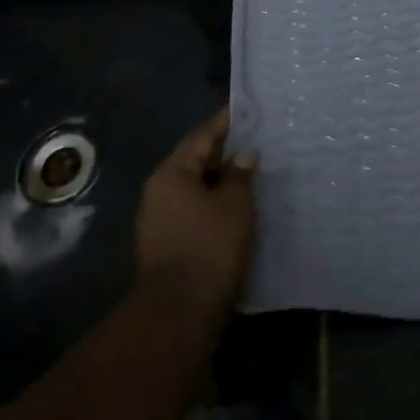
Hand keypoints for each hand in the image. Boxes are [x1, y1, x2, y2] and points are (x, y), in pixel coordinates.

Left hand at [135, 109, 255, 315]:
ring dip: (223, 180)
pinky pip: (198, 211)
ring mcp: (161, 221)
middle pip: (197, 162)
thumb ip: (240, 173)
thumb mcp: (234, 202)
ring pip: (198, 189)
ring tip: (256, 170)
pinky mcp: (170, 245)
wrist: (181, 311)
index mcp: (171, 174)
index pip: (202, 136)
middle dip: (227, 151)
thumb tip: (244, 154)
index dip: (226, 121)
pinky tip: (243, 204)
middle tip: (259, 138)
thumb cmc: (210, 245)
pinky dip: (218, 203)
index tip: (248, 107)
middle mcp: (160, 193)